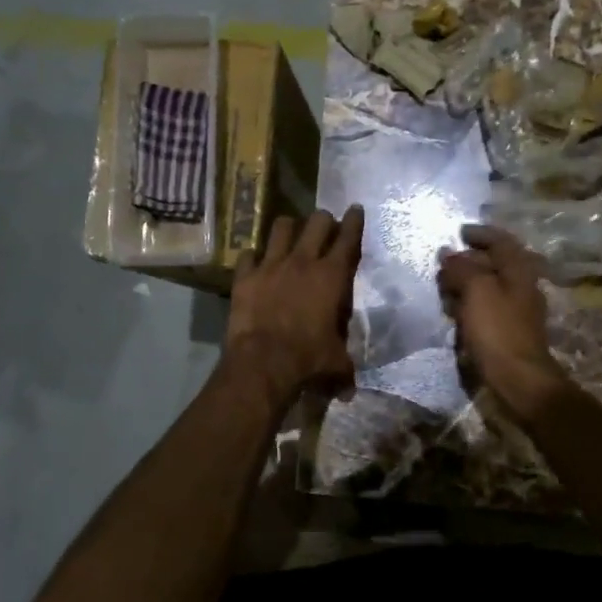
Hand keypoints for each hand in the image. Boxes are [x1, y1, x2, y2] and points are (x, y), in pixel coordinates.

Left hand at [225, 206, 364, 404]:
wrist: (263, 362)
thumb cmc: (308, 359)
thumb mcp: (336, 364)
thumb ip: (343, 371)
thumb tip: (348, 392)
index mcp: (332, 276)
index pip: (348, 238)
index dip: (354, 221)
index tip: (355, 209)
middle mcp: (303, 261)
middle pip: (317, 222)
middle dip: (323, 220)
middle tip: (324, 225)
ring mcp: (271, 265)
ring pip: (281, 227)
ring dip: (288, 228)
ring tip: (289, 234)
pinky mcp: (245, 276)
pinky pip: (248, 255)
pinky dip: (253, 257)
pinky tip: (255, 263)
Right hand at [437, 224, 567, 415]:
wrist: (519, 379)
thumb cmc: (498, 329)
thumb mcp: (477, 290)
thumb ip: (462, 267)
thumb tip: (447, 253)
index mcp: (519, 270)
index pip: (501, 240)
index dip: (480, 233)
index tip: (458, 232)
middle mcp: (521, 286)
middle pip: (493, 263)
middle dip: (467, 260)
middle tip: (443, 265)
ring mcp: (516, 310)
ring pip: (488, 287)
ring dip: (466, 284)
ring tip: (443, 289)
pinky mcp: (507, 331)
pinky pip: (485, 309)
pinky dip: (469, 305)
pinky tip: (454, 314)